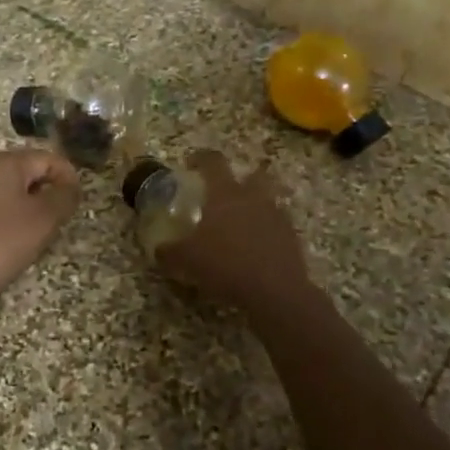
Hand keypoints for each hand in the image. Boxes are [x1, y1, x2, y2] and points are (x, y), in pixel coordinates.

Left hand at [0, 147, 80, 321]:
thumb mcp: (42, 221)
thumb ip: (63, 198)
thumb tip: (70, 186)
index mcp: (4, 162)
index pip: (47, 158)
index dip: (68, 177)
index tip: (78, 204)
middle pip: (23, 172)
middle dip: (45, 193)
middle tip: (58, 222)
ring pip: (2, 192)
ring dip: (23, 208)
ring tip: (33, 237)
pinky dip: (0, 222)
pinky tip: (2, 246)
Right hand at [155, 150, 315, 315]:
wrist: (274, 291)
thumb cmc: (225, 264)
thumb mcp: (187, 260)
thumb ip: (170, 251)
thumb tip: (158, 249)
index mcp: (225, 194)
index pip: (213, 162)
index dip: (201, 158)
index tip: (191, 162)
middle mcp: (253, 197)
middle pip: (253, 174)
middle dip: (242, 179)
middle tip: (227, 194)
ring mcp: (276, 216)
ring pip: (268, 200)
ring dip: (257, 207)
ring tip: (242, 226)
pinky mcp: (291, 237)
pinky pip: (278, 227)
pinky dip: (268, 233)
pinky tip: (257, 250)